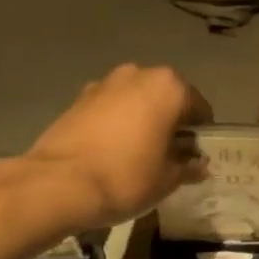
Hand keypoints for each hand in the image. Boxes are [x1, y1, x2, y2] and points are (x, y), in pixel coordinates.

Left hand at [16, 65, 212, 232]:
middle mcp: (138, 75)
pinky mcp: (79, 98)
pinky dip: (116, 123)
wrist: (59, 184)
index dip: (200, 134)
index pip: (199, 108)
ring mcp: (105, 83)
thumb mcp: (167, 180)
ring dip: (142, 120)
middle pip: (166, 98)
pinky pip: (110, 108)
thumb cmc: (126, 177)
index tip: (194, 157)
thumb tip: (199, 164)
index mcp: (169, 87)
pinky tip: (111, 151)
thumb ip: (188, 167)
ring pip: (136, 101)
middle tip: (168, 155)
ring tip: (138, 154)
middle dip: (170, 122)